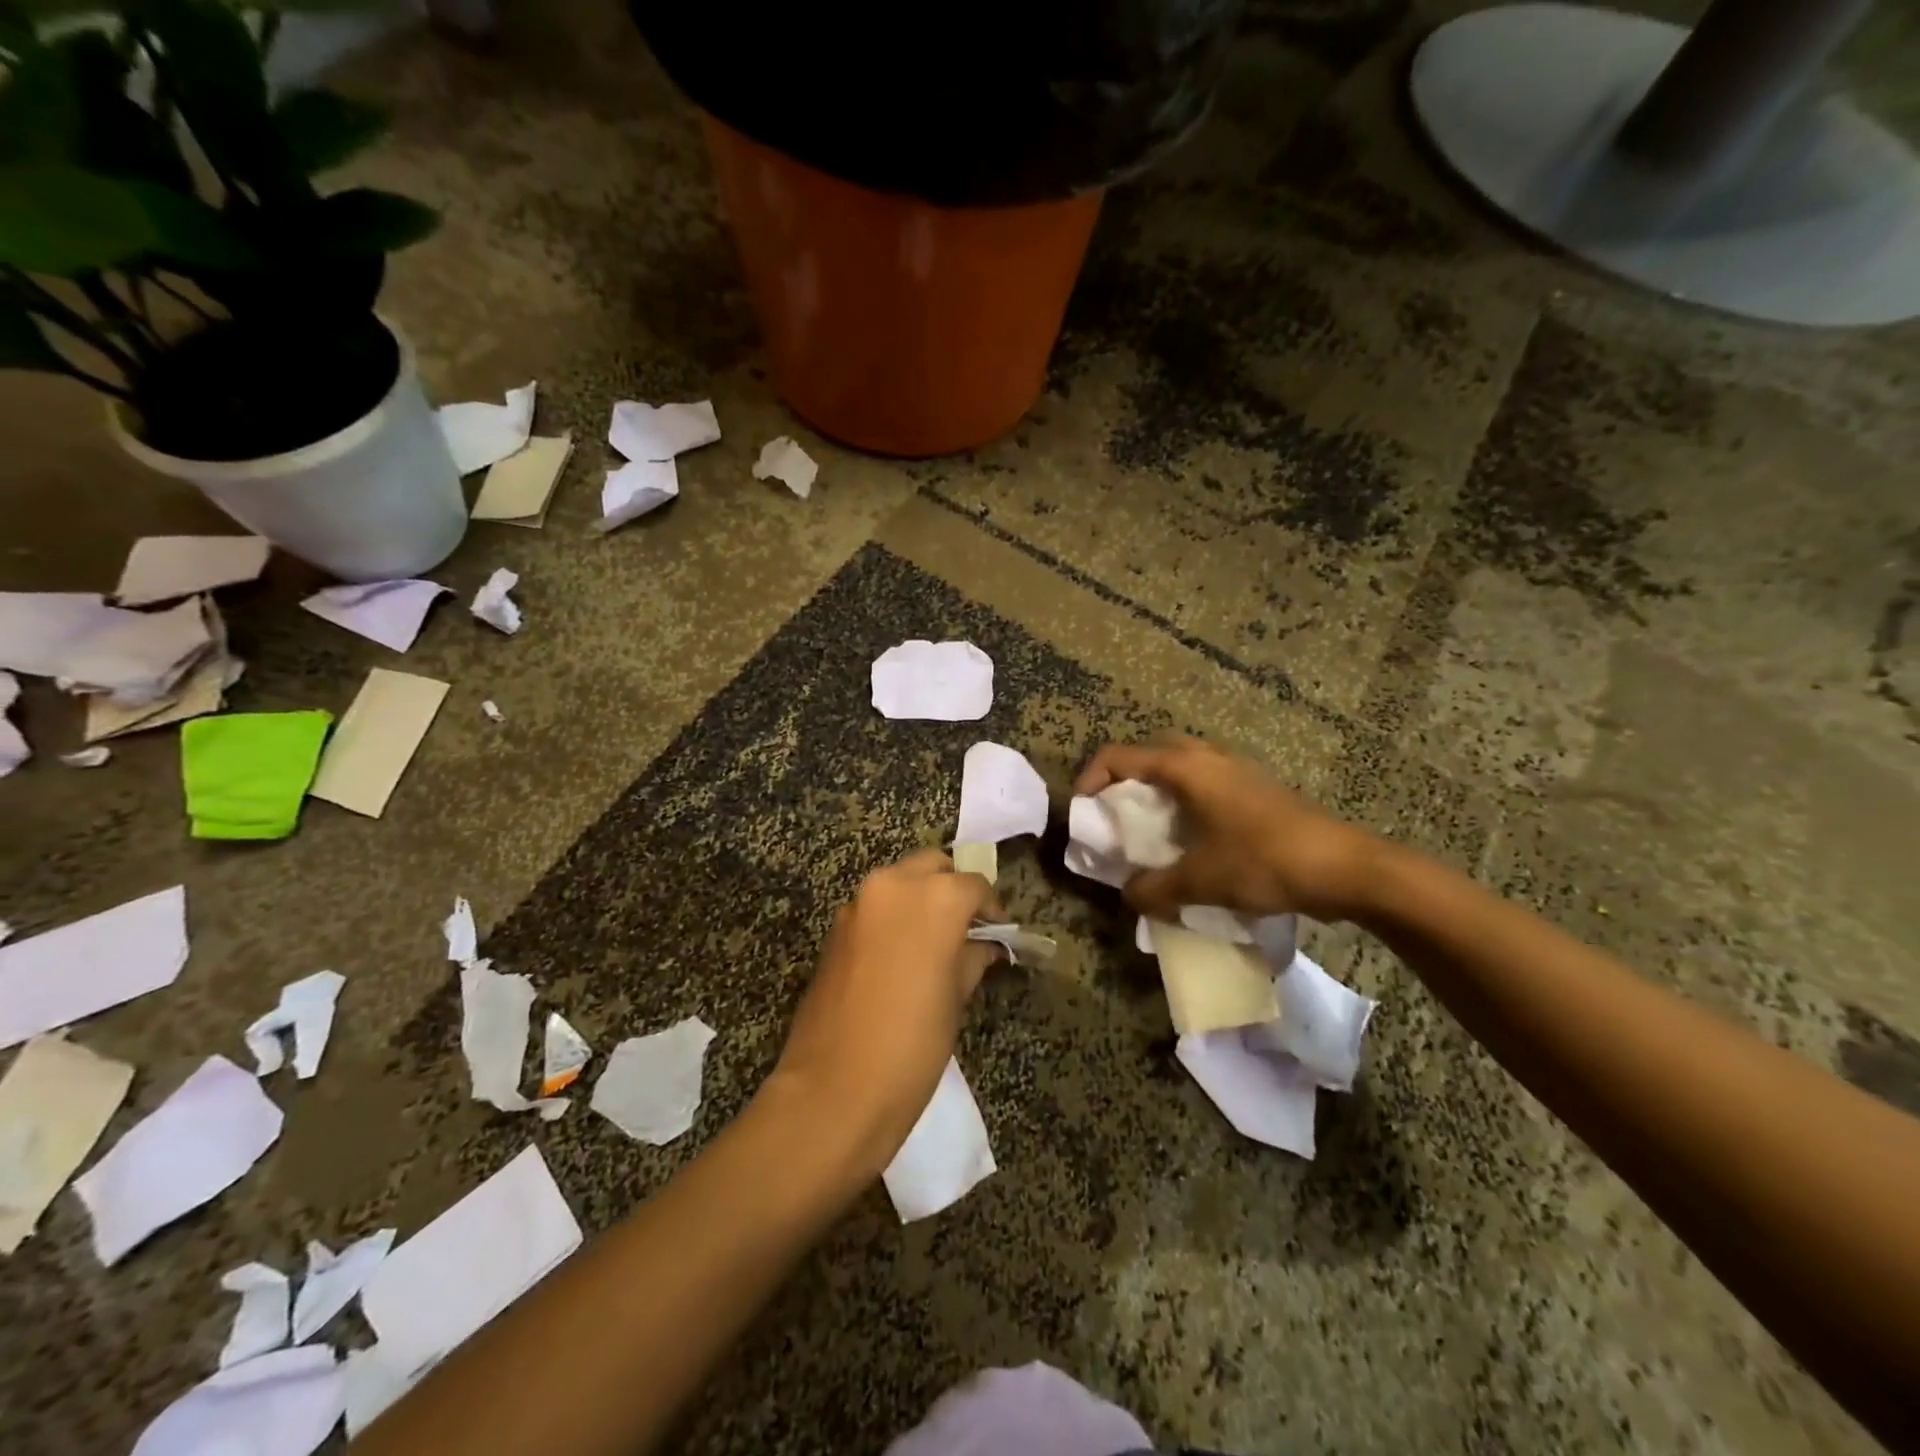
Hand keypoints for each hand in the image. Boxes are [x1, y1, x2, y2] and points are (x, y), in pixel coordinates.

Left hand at [771, 850, 998, 1175]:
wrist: (835, 1088)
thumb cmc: (913, 1044)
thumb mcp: (956, 998)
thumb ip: (972, 957)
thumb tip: (984, 945)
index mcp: (935, 897)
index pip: (975, 885)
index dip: (991, 909)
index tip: (998, 933)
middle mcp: (894, 885)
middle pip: (933, 867)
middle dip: (952, 889)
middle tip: (966, 928)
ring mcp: (859, 903)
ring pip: (900, 881)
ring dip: (920, 899)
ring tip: (934, 942)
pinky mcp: (835, 927)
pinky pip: (875, 906)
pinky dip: (893, 916)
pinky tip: (901, 955)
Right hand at [1074, 737, 1379, 922]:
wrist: (1345, 867)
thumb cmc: (1264, 861)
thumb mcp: (1200, 880)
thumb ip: (1154, 887)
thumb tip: (1129, 895)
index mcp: (1185, 767)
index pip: (1118, 756)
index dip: (1090, 780)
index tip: (1082, 813)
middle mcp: (1207, 757)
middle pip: (1148, 755)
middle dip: (1123, 783)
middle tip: (1115, 818)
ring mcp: (1234, 770)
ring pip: (1179, 768)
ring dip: (1156, 793)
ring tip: (1148, 832)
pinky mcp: (1254, 788)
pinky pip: (1203, 784)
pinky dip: (1183, 803)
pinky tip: (1191, 841)